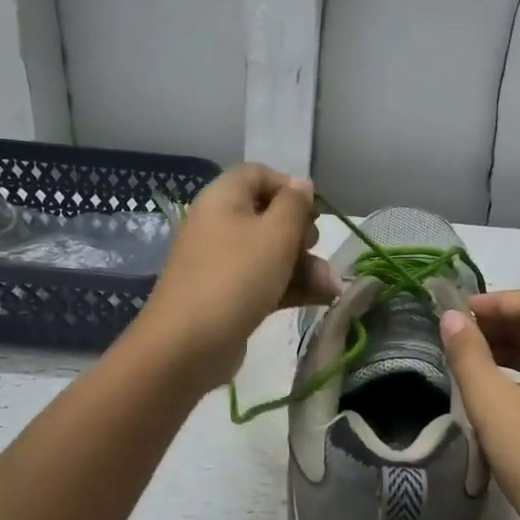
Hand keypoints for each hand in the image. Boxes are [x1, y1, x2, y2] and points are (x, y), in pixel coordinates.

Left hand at [133, 164, 339, 390]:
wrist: (188, 345)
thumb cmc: (236, 277)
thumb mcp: (276, 234)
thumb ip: (295, 205)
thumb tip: (302, 183)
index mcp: (223, 199)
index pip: (258, 174)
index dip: (289, 187)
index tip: (312, 212)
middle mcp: (219, 225)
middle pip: (269, 216)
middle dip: (303, 235)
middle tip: (315, 249)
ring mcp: (223, 262)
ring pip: (272, 253)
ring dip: (305, 267)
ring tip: (331, 288)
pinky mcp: (229, 295)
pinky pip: (265, 280)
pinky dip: (292, 286)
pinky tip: (323, 299)